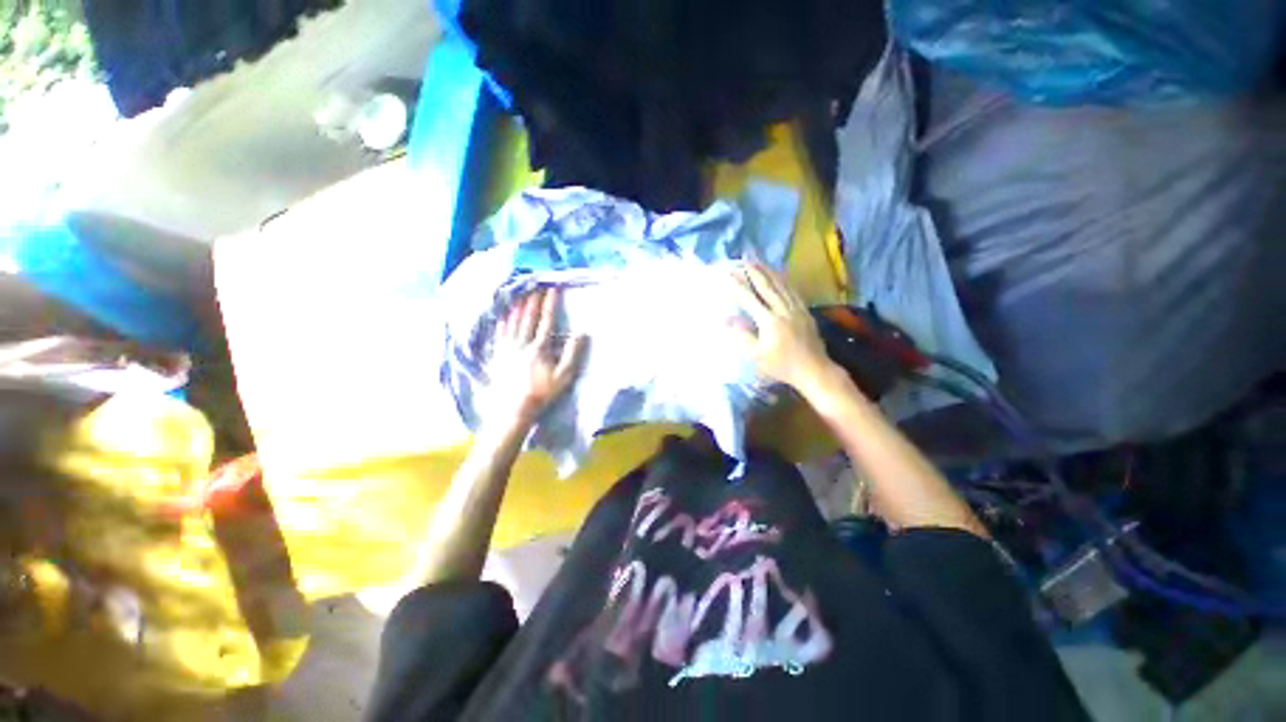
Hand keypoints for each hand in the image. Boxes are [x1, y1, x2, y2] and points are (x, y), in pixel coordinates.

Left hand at [483, 288, 585, 429]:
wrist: (513, 409)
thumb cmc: (541, 393)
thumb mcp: (563, 376)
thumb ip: (572, 354)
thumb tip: (581, 334)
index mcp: (539, 348)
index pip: (546, 321)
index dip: (549, 305)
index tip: (552, 290)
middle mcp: (522, 344)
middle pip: (528, 318)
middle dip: (533, 301)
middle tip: (535, 287)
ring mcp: (507, 350)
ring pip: (512, 324)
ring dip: (517, 309)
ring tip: (520, 296)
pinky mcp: (498, 357)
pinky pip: (499, 335)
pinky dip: (502, 324)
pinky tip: (502, 318)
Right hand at [728, 264, 838, 396]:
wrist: (814, 370)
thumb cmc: (781, 365)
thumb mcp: (756, 356)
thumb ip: (741, 336)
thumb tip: (725, 319)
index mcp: (769, 321)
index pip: (750, 299)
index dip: (739, 285)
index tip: (729, 273)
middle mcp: (783, 310)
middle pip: (767, 287)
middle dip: (755, 271)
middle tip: (745, 258)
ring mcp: (796, 309)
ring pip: (781, 285)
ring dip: (768, 272)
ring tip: (759, 261)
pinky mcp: (804, 311)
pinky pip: (793, 291)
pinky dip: (784, 280)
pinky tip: (779, 275)